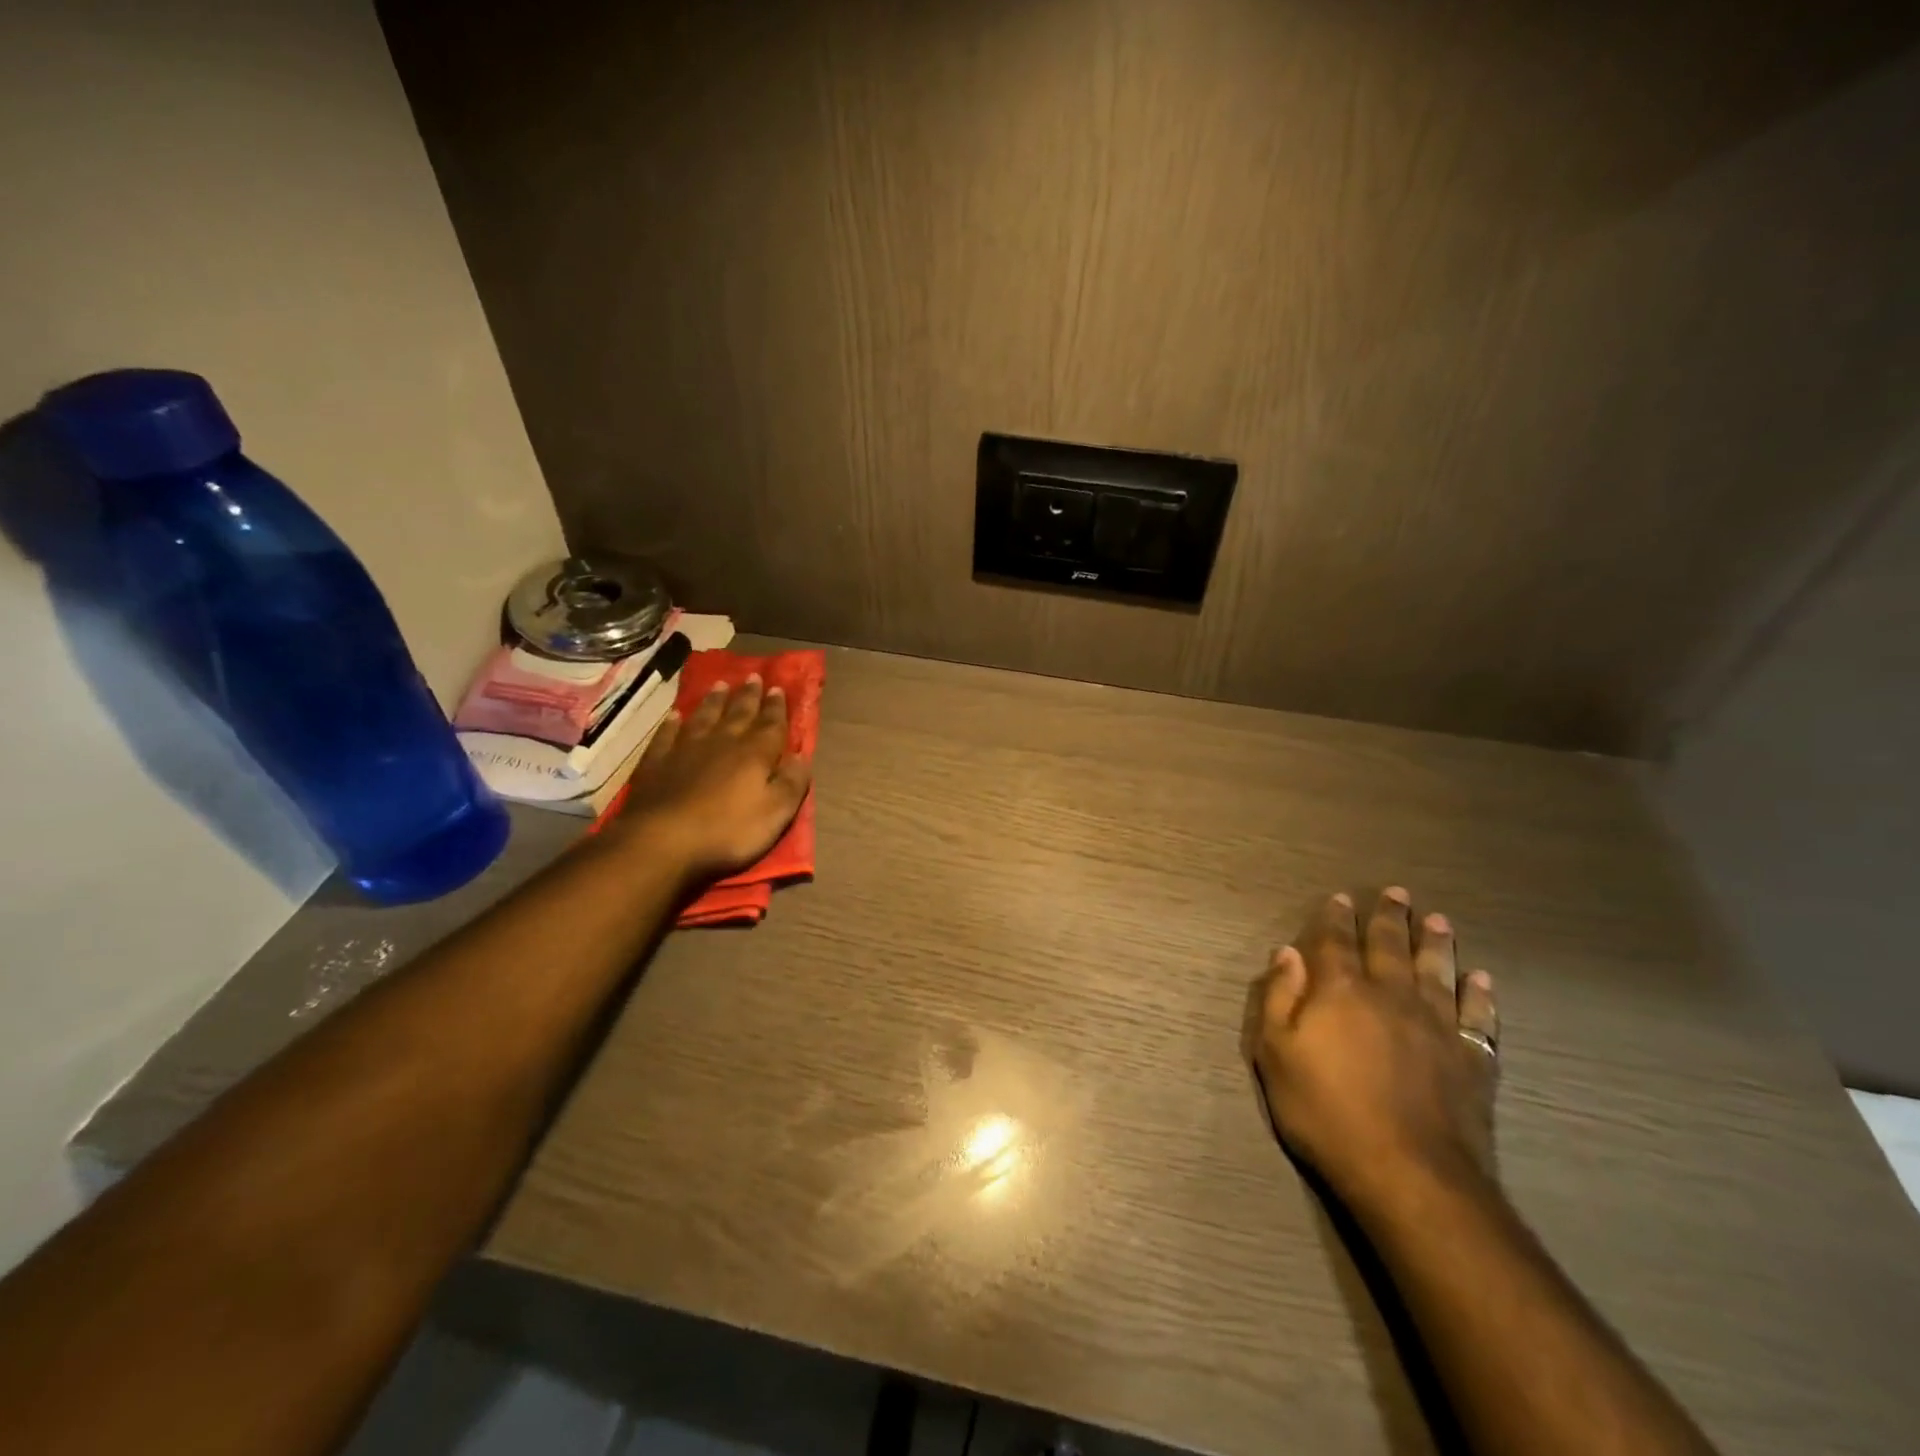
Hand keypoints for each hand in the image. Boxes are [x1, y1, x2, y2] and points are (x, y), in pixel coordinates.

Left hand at [610, 675, 812, 883]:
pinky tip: (675, 716)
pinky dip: (672, 723)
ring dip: (714, 701)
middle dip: (748, 696)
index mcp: (755, 754)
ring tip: (720, 685)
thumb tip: (803, 755)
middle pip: (738, 714)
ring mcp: (686, 749)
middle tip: (753, 676)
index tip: (778, 688)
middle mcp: (722, 743)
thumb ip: (792, 782)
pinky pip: (667, 735)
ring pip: (704, 717)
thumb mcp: (776, 813)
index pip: (771, 725)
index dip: (776, 707)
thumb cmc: (728, 830)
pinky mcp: (657, 762)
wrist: (663, 840)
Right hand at [1250, 888, 1499, 1208]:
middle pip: (1390, 946)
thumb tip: (1287, 952)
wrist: (1408, 1173)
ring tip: (1439, 920)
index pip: (1336, 942)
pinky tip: (1482, 979)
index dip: (1337, 918)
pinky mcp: (1471, 1059)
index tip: (1342, 898)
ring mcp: (1436, 1025)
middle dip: (1390, 918)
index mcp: (1341, 991)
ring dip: (1436, 944)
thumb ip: (1281, 998)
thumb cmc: (1326, 1111)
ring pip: (1436, 971)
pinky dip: (1480, 995)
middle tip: (1398, 893)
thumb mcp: (1276, 1054)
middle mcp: (1390, 995)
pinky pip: (1478, 1016)